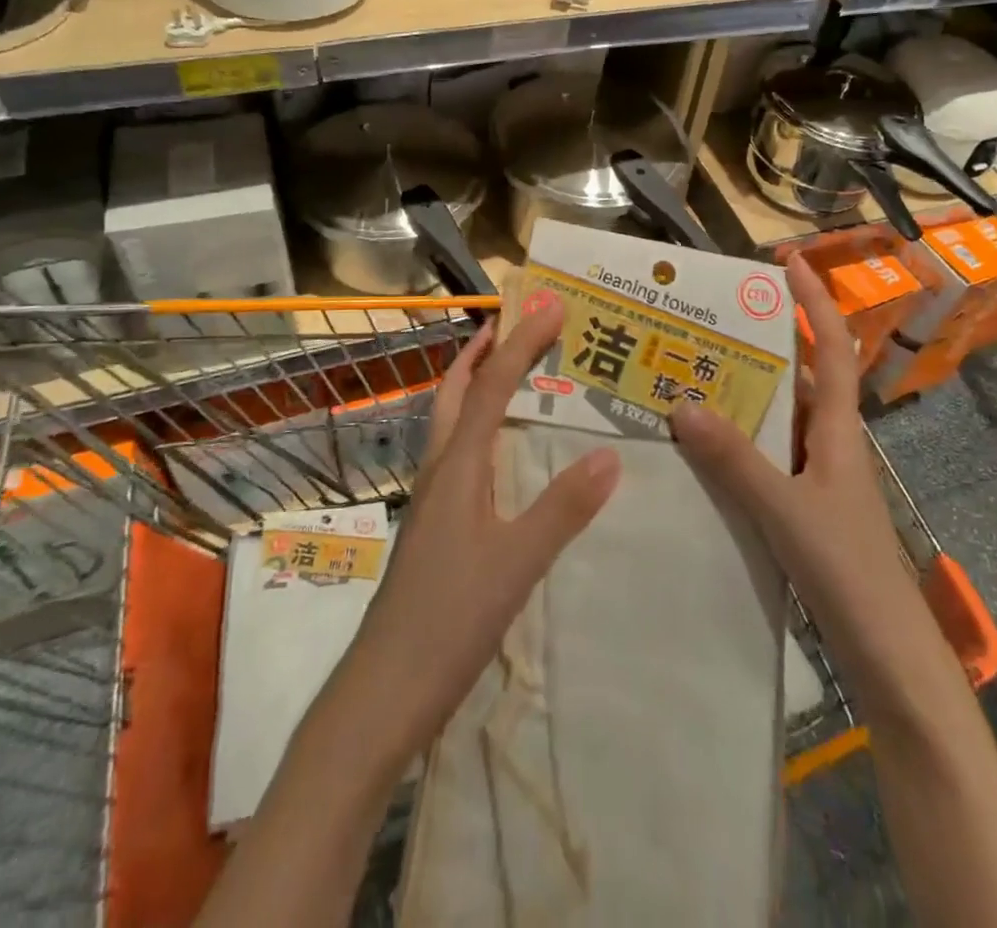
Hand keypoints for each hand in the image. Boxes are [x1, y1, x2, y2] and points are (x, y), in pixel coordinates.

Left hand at [336, 296, 620, 766]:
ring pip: (449, 422)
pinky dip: (477, 427)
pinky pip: (458, 454)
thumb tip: (611, 452)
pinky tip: (499, 451)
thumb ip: (563, 507)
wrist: (385, 691)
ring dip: (475, 384)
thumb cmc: (450, 621)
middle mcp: (440, 470)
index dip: (521, 342)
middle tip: (513, 321)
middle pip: (454, 392)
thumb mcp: (517, 563)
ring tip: (507, 369)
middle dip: (482, 351)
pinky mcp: (435, 527)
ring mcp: (432, 500)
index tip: (551, 305)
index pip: (491, 387)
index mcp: (458, 467)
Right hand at [669, 257, 901, 655]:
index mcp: (839, 429)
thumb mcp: (786, 509)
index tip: (789, 261)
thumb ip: (735, 460)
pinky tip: (700, 446)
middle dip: (762, 342)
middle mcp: (830, 441)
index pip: (832, 347)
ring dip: (744, 393)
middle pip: (799, 376)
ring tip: (690, 373)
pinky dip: (738, 440)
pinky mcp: (805, 505)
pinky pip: (767, 454)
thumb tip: (681, 404)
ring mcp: (818, 475)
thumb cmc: (847, 570)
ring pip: (779, 417)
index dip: (815, 301)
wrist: (887, 653)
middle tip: (709, 321)